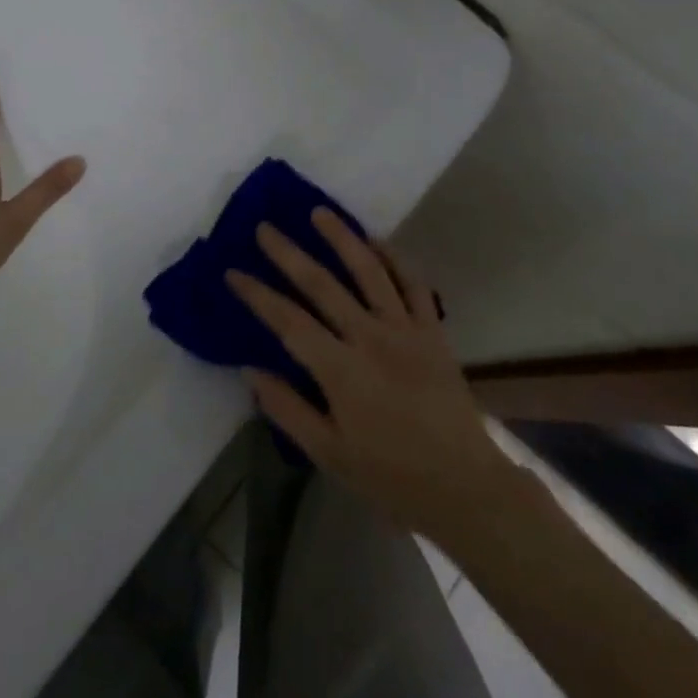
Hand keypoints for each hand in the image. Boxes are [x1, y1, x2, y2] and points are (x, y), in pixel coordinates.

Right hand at [228, 211, 513, 537]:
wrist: (464, 486)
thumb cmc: (390, 476)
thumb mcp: (329, 454)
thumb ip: (288, 409)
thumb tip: (250, 369)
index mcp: (340, 370)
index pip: (288, 321)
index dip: (258, 295)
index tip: (233, 273)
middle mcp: (370, 338)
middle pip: (322, 284)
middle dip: (288, 254)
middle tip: (265, 228)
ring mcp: (405, 329)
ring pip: (369, 270)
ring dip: (342, 237)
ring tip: (320, 212)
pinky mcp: (433, 330)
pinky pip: (413, 283)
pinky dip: (395, 258)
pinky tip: (377, 241)